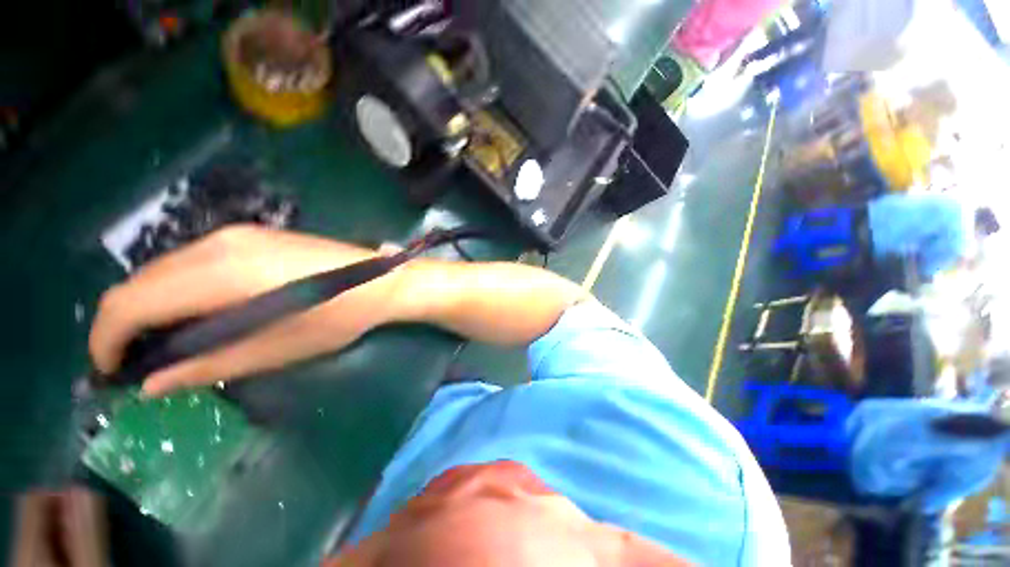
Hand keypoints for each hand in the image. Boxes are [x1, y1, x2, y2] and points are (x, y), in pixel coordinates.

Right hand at [90, 225, 406, 395]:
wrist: (381, 279)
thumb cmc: (338, 317)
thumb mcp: (275, 349)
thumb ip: (207, 365)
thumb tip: (151, 383)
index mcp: (219, 275)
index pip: (129, 303)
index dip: (106, 340)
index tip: (111, 371)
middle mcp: (218, 245)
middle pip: (140, 282)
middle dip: (125, 324)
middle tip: (139, 361)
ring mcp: (237, 235)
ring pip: (163, 269)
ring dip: (151, 305)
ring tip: (167, 341)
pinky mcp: (253, 235)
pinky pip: (192, 261)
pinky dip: (178, 288)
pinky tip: (198, 311)